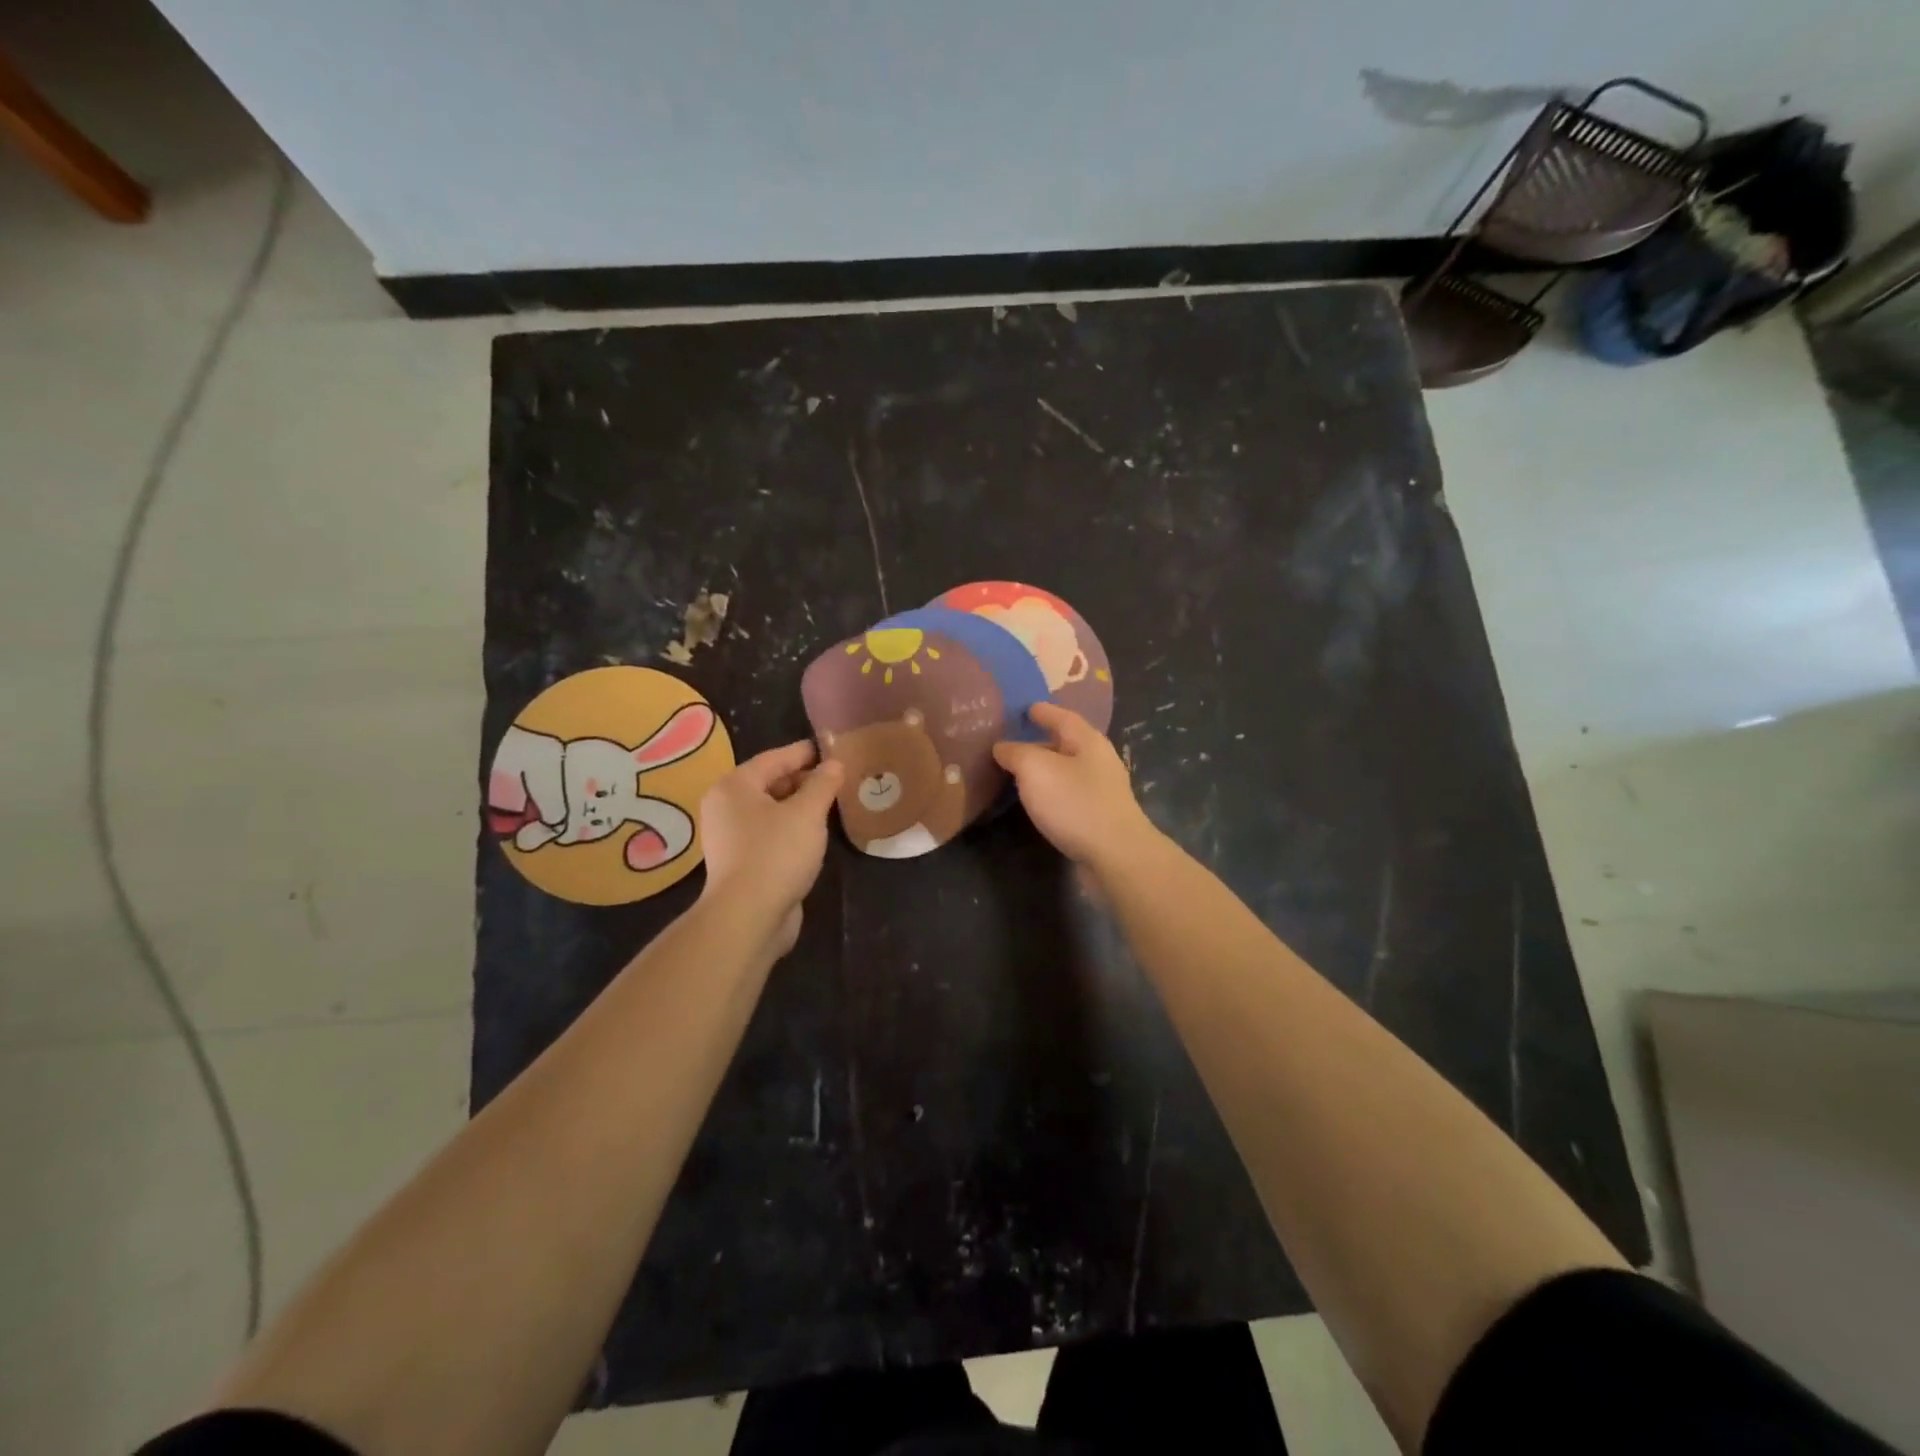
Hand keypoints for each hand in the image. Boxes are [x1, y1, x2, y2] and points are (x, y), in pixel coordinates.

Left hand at [699, 741, 843, 955]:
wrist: (748, 917)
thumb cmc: (776, 853)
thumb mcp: (807, 813)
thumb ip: (823, 784)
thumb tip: (835, 763)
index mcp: (734, 786)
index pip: (774, 758)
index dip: (805, 752)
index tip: (833, 748)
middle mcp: (726, 807)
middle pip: (769, 783)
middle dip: (804, 780)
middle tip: (838, 778)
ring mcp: (731, 837)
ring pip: (771, 810)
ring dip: (799, 806)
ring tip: (832, 804)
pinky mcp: (741, 862)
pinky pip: (770, 834)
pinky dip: (791, 828)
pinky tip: (815, 834)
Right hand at [992, 703, 1157, 871]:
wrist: (1115, 856)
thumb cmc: (1075, 803)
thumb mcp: (1035, 769)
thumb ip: (1015, 753)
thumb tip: (1002, 747)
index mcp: (1088, 741)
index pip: (1063, 716)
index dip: (1043, 712)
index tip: (1026, 709)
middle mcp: (1099, 761)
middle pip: (1067, 743)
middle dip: (1042, 742)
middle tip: (1013, 743)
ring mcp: (1102, 791)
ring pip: (1068, 771)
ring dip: (1045, 770)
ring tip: (1019, 773)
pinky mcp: (1100, 817)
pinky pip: (1070, 795)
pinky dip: (1052, 792)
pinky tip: (1038, 801)